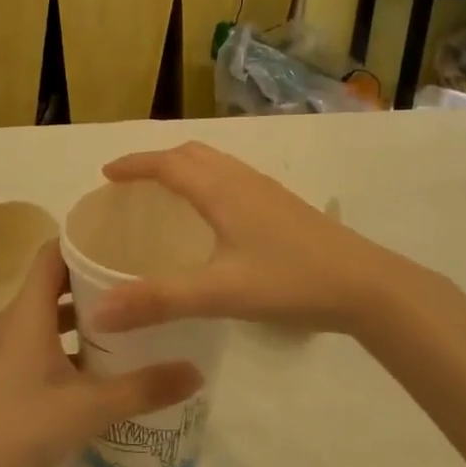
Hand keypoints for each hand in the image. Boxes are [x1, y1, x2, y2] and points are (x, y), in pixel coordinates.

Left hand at [0, 242, 203, 466]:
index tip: (123, 240)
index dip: (84, 240)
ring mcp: (3, 348)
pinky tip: (97, 364)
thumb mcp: (91, 407)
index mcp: (27, 312)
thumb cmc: (23, 426)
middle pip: (52, 281)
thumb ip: (145, 387)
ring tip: (124, 318)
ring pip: (46, 314)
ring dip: (80, 313)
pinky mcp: (2, 373)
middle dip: (92, 278)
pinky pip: (38, 340)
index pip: (52, 253)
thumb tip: (197, 371)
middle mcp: (12, 320)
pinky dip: (66, 341)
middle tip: (136, 279)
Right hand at [89, 142, 390, 337]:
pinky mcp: (284, 207)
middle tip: (132, 185)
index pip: (168, 164)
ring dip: (185, 169)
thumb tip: (98, 312)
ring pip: (217, 165)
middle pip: (192, 154)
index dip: (135, 164)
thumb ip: (158, 301)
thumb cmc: (290, 282)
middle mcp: (243, 181)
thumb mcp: (219, 293)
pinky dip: (209, 183)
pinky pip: (234, 180)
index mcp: (222, 191)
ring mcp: (268, 192)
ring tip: (167, 196)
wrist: (367, 285)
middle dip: (158, 161)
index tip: (107, 174)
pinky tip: (215, 220)